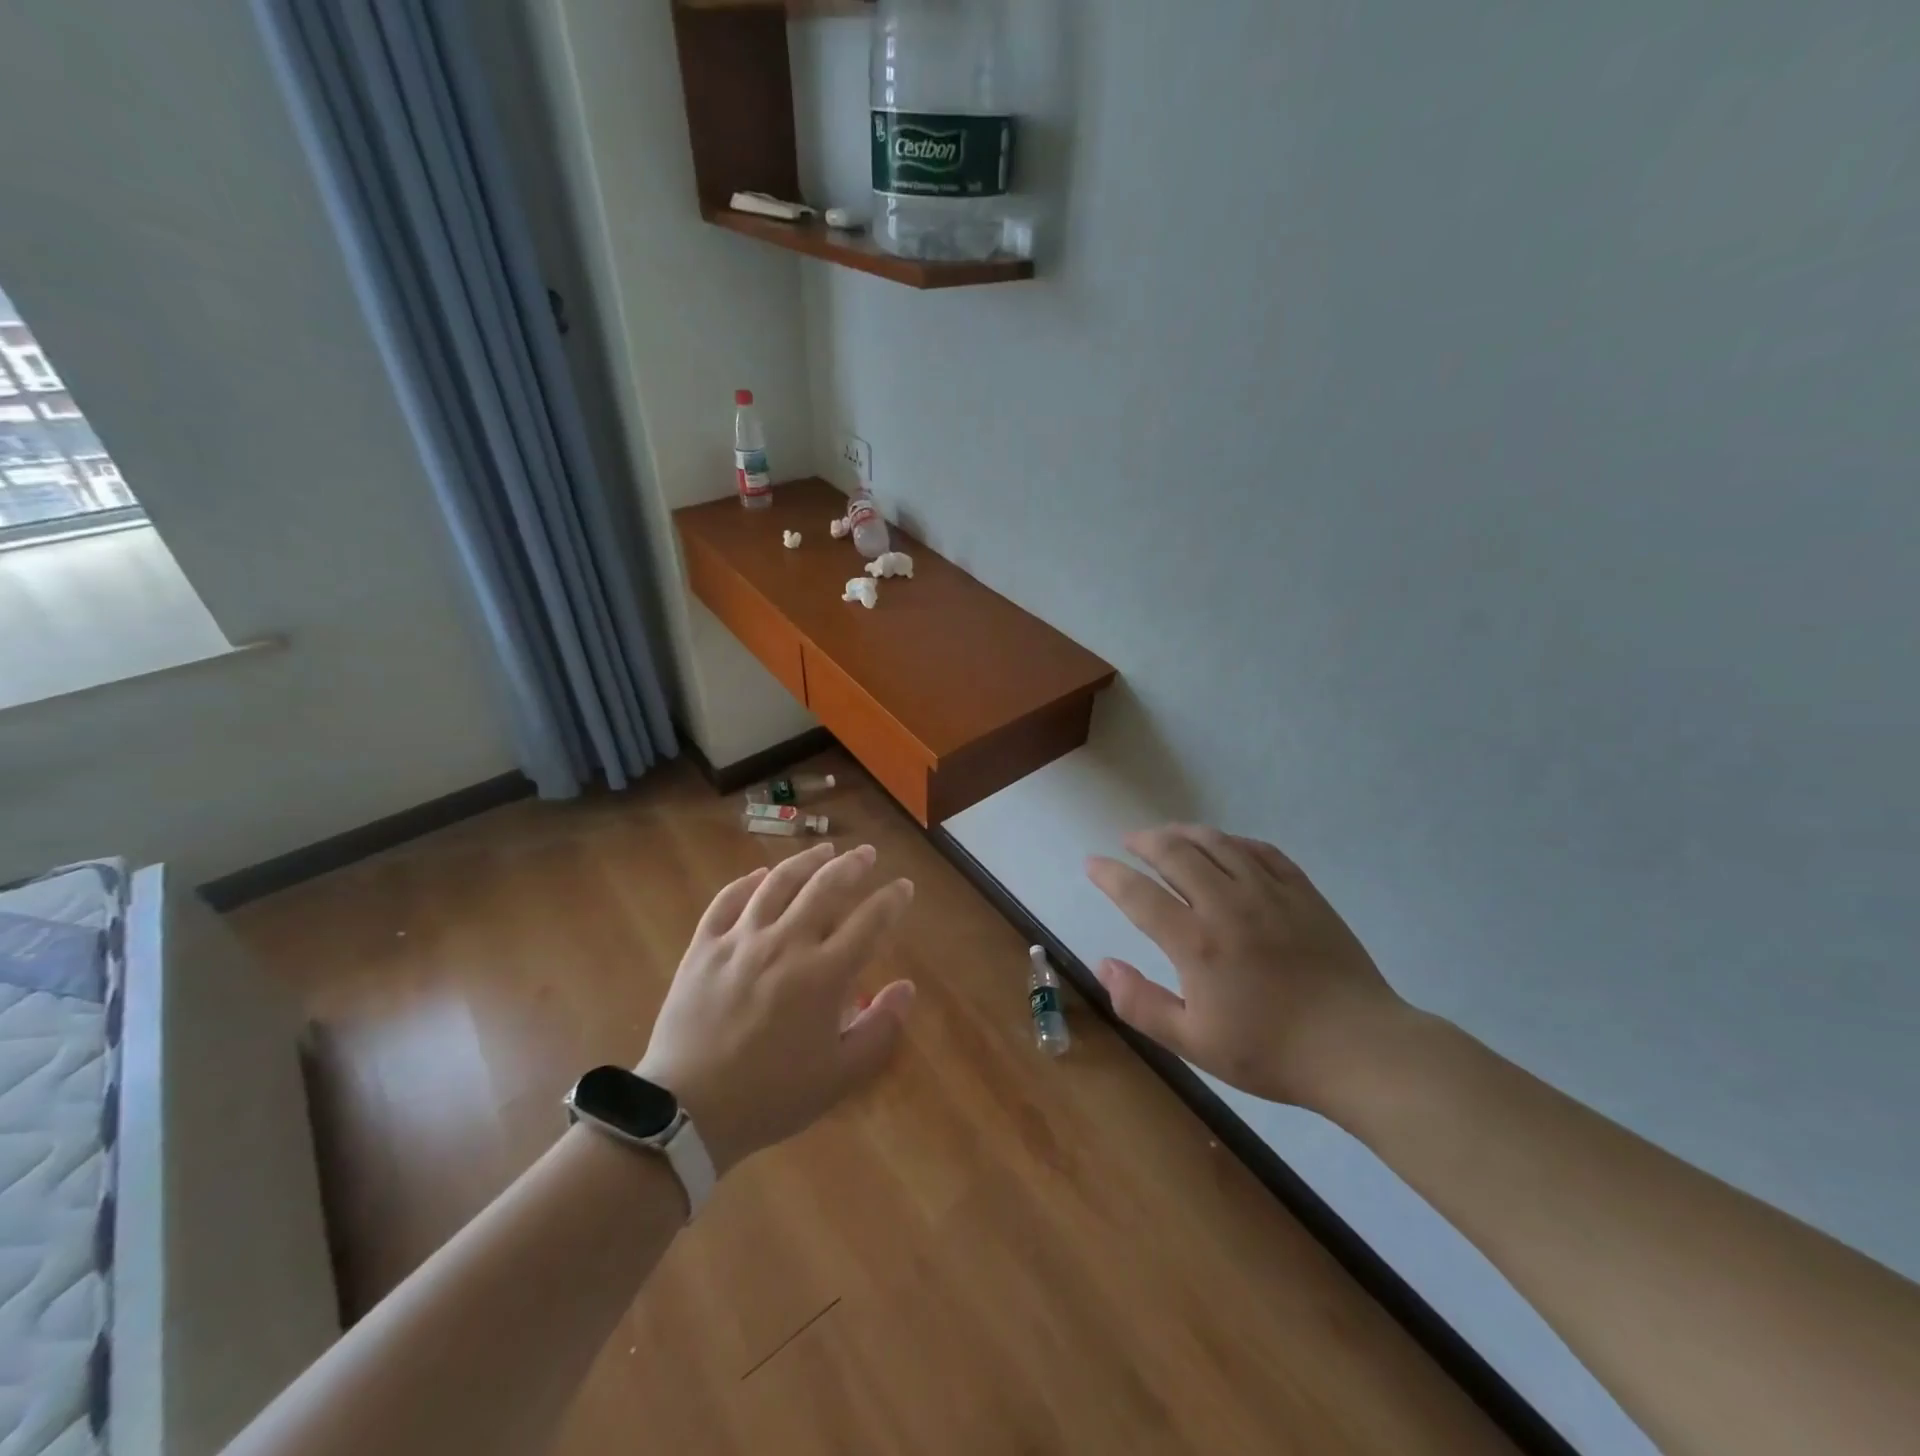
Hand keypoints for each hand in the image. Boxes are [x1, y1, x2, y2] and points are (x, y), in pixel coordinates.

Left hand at [638, 842, 915, 1174]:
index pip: (869, 922)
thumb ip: (880, 1029)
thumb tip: (906, 987)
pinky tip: (760, 875)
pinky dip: (747, 882)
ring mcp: (740, 941)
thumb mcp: (840, 1076)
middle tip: (866, 853)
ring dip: (806, 861)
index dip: (891, 900)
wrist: (688, 1112)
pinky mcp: (704, 947)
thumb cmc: (772, 1096)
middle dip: (852, 865)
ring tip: (823, 849)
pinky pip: (727, 900)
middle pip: (825, 888)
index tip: (903, 886)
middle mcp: (785, 944)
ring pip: (778, 883)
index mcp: (823, 975)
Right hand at [1086, 826, 1402, 1109]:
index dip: (1109, 875)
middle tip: (1129, 841)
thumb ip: (1141, 1004)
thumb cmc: (1271, 1052)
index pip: (1139, 894)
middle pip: (1175, 853)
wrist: (1359, 1049)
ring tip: (1167, 835)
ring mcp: (1269, 893)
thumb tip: (1103, 964)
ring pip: (1217, 842)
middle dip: (1144, 841)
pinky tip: (1225, 846)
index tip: (1092, 863)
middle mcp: (1227, 904)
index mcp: (1196, 942)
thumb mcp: (1194, 1043)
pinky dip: (1233, 841)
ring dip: (1184, 832)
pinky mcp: (1302, 892)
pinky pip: (1261, 850)